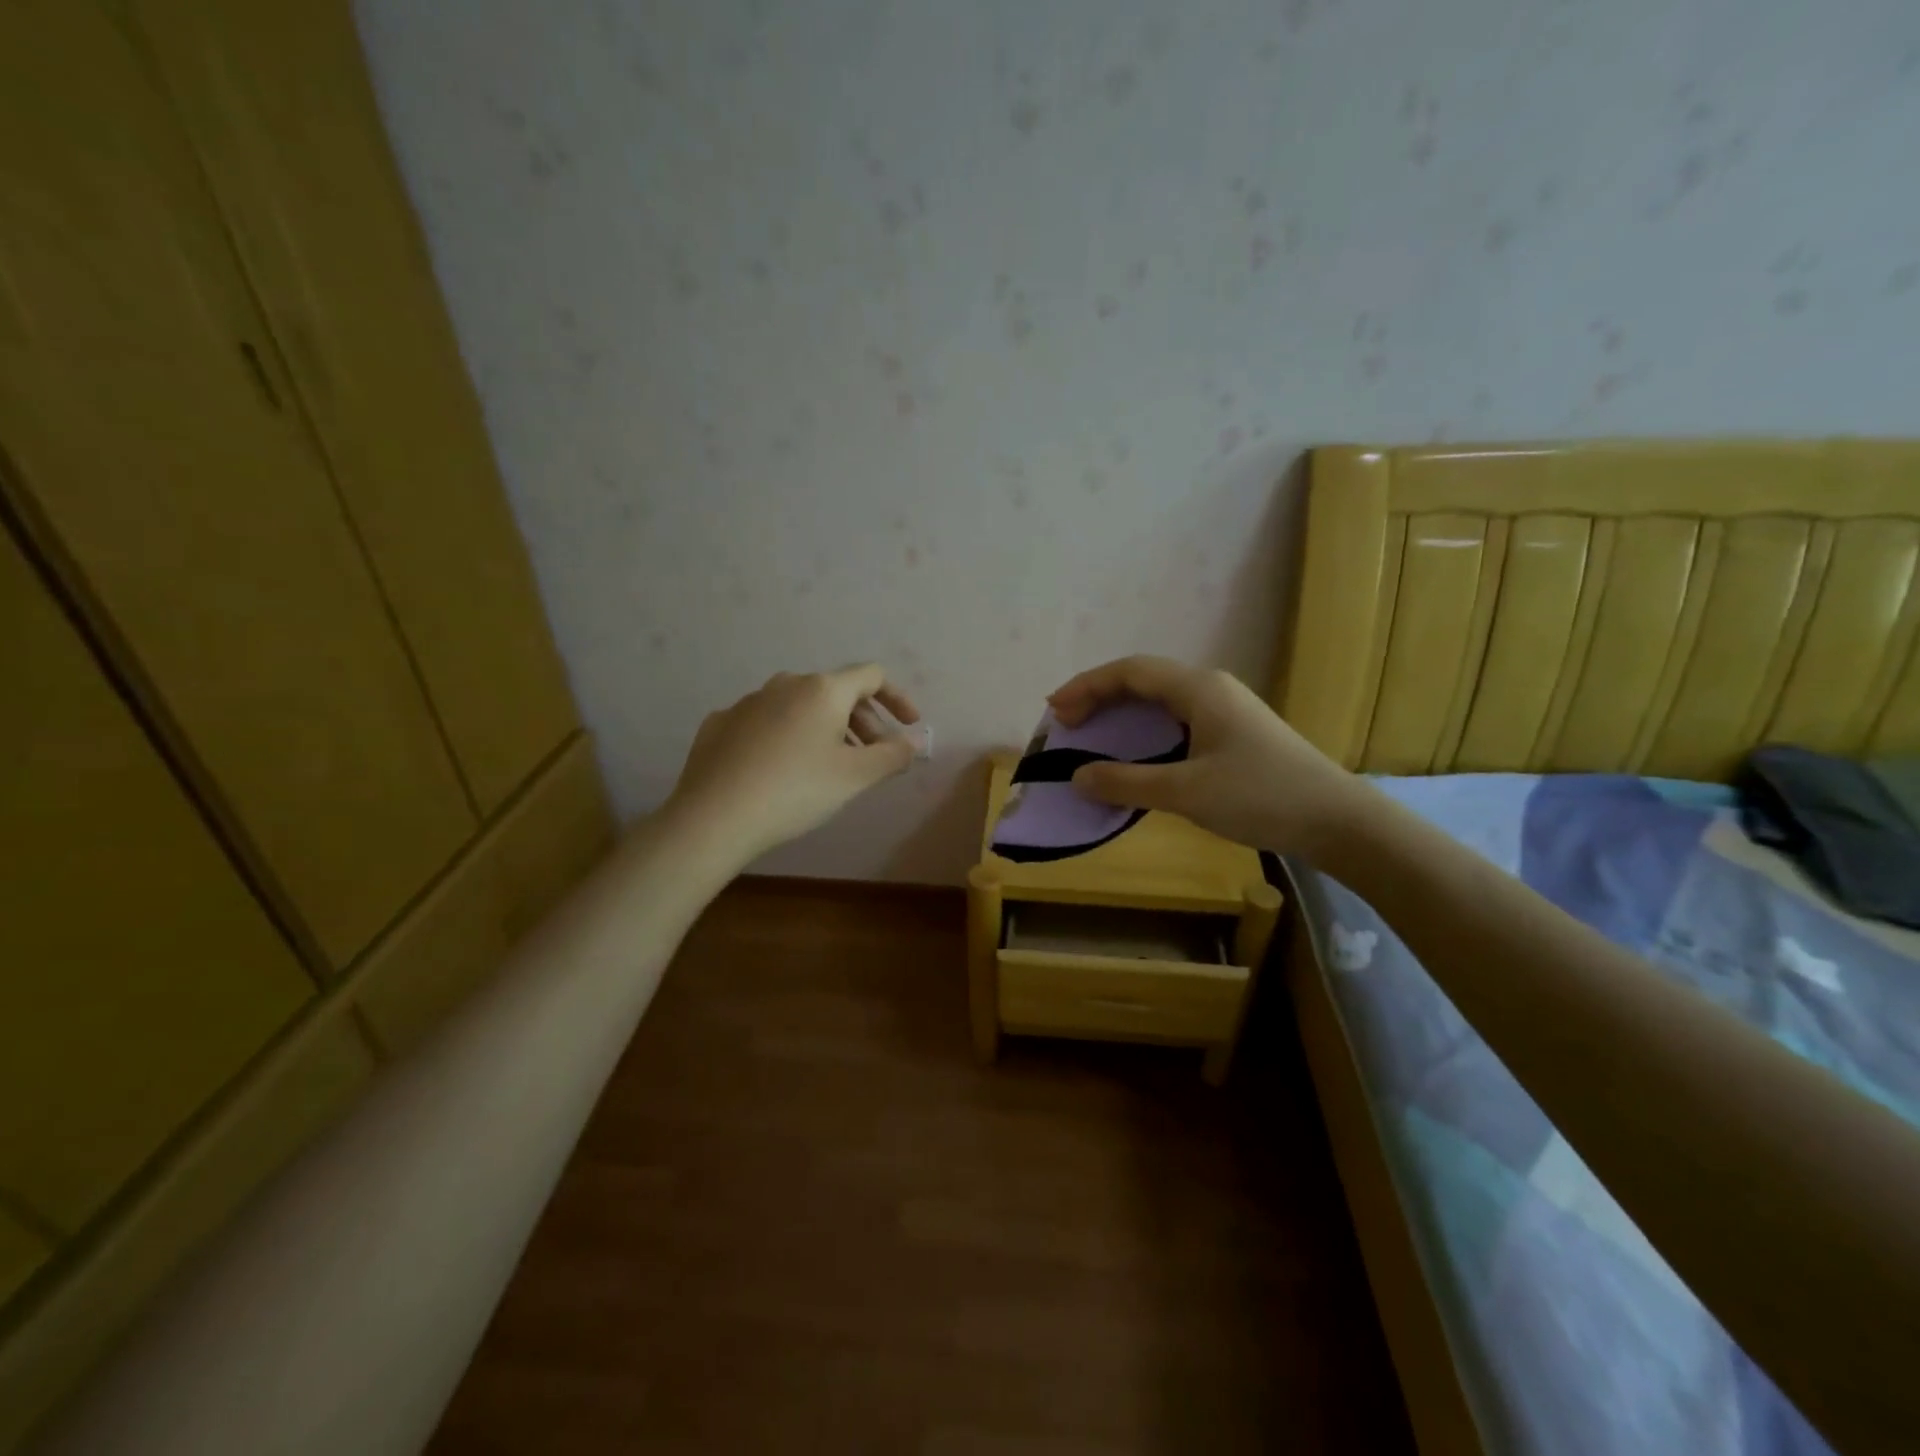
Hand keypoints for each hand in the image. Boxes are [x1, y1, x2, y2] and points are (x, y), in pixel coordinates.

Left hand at [663, 665, 920, 865]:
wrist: (714, 817)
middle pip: (836, 692)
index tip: (909, 726)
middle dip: (863, 721)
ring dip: (825, 729)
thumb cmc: (796, 791)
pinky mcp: (721, 724)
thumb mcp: (855, 776)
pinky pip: (766, 723)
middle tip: (873, 757)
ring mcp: (748, 701)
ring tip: (830, 766)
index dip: (897, 698)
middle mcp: (785, 684)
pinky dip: (787, 738)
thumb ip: (893, 755)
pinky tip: (782, 770)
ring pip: (799, 707)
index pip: (871, 676)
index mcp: (822, 690)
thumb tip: (914, 742)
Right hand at [1047, 655, 1364, 855]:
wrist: (1337, 820)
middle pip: (1143, 679)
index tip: (1054, 710)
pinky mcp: (1234, 732)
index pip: (1129, 671)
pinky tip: (1136, 753)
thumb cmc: (1260, 797)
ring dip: (1121, 713)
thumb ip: (1127, 782)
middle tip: (1067, 724)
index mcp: (1198, 689)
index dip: (1087, 686)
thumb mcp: (1185, 791)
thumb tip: (1078, 776)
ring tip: (1092, 734)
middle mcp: (1210, 688)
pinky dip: (1144, 729)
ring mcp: (1225, 709)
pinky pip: (1175, 718)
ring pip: (1160, 699)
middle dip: (1099, 696)